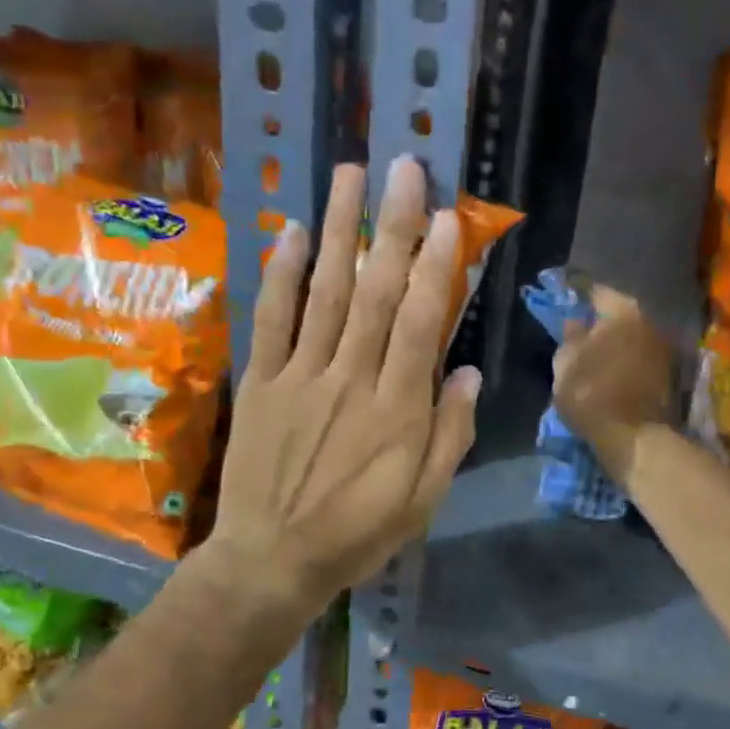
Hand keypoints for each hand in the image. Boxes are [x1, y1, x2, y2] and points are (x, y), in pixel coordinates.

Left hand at [207, 157, 479, 612]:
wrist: (274, 560)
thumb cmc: (358, 533)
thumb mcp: (425, 501)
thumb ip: (449, 435)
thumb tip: (467, 373)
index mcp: (399, 409)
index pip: (423, 323)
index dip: (437, 267)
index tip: (449, 218)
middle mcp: (352, 379)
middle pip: (377, 292)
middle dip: (394, 226)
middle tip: (405, 168)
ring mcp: (302, 376)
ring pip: (326, 292)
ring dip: (341, 230)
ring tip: (350, 174)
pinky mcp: (262, 383)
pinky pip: (271, 321)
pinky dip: (281, 276)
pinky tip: (294, 234)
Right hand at [552, 286, 675, 481]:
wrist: (635, 438)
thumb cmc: (592, 393)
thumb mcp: (566, 363)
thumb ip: (570, 336)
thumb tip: (575, 321)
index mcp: (623, 311)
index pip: (597, 293)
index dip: (578, 298)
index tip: (566, 305)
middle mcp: (650, 322)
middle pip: (619, 315)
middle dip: (601, 323)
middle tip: (579, 334)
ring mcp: (664, 349)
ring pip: (632, 338)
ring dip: (616, 345)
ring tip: (595, 358)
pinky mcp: (670, 376)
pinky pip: (640, 359)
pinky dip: (626, 362)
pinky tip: (611, 374)